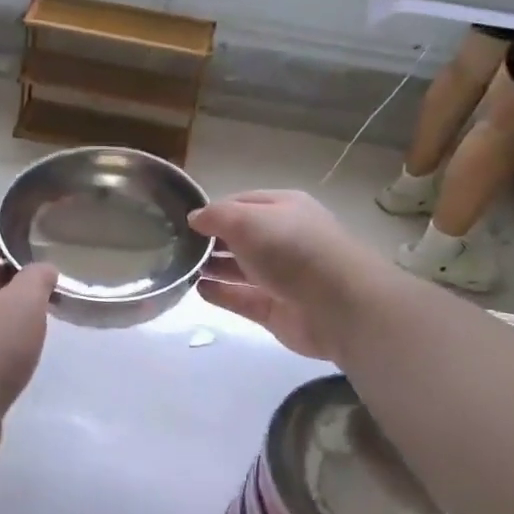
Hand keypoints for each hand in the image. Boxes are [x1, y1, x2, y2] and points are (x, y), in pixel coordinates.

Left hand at [0, 237, 58, 418]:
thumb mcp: (23, 304)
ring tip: (38, 321)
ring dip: (6, 318)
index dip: (10, 244)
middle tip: (47, 284)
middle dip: (12, 282)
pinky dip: (0, 348)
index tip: (38, 244)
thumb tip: (42, 269)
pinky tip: (18, 359)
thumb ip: (36, 279)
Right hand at [189, 191, 371, 362]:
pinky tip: (198, 289)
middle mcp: (283, 240)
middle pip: (240, 237)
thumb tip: (194, 218)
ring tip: (181, 267)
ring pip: (239, 269)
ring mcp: (279, 277)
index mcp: (284, 209)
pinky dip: (220, 294)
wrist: (339, 305)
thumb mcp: (247, 220)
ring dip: (212, 266)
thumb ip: (216, 216)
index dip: (213, 210)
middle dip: (210, 240)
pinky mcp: (274, 309)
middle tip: (175, 246)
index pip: (241, 203)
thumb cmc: (292, 250)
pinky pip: (241, 298)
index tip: (181, 220)